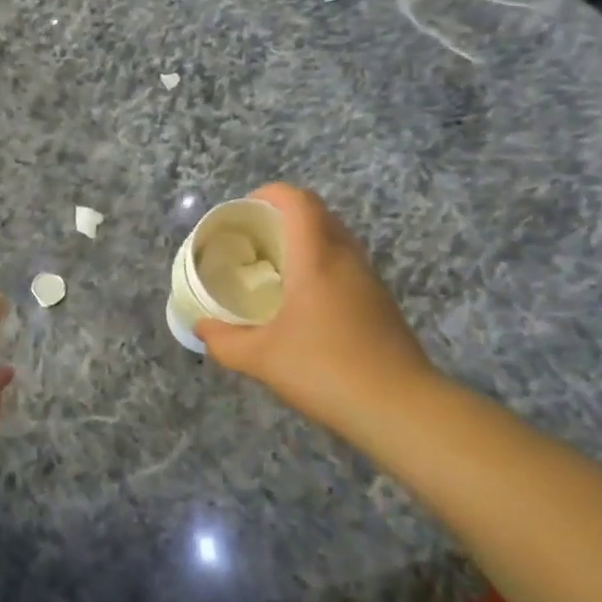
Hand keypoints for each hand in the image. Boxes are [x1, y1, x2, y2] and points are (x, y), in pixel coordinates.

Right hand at [197, 184, 440, 443]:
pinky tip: (303, 302)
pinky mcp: (380, 303)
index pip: (297, 201)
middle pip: (317, 214)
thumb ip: (224, 341)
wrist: (400, 408)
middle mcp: (346, 258)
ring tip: (274, 269)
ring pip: (334, 239)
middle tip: (253, 239)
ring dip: (304, 241)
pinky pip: (345, 265)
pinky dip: (320, 265)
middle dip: (282, 215)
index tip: (243, 210)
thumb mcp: (261, 358)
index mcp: (316, 257)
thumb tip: (201, 327)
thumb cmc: (325, 370)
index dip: (269, 194)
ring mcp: (368, 280)